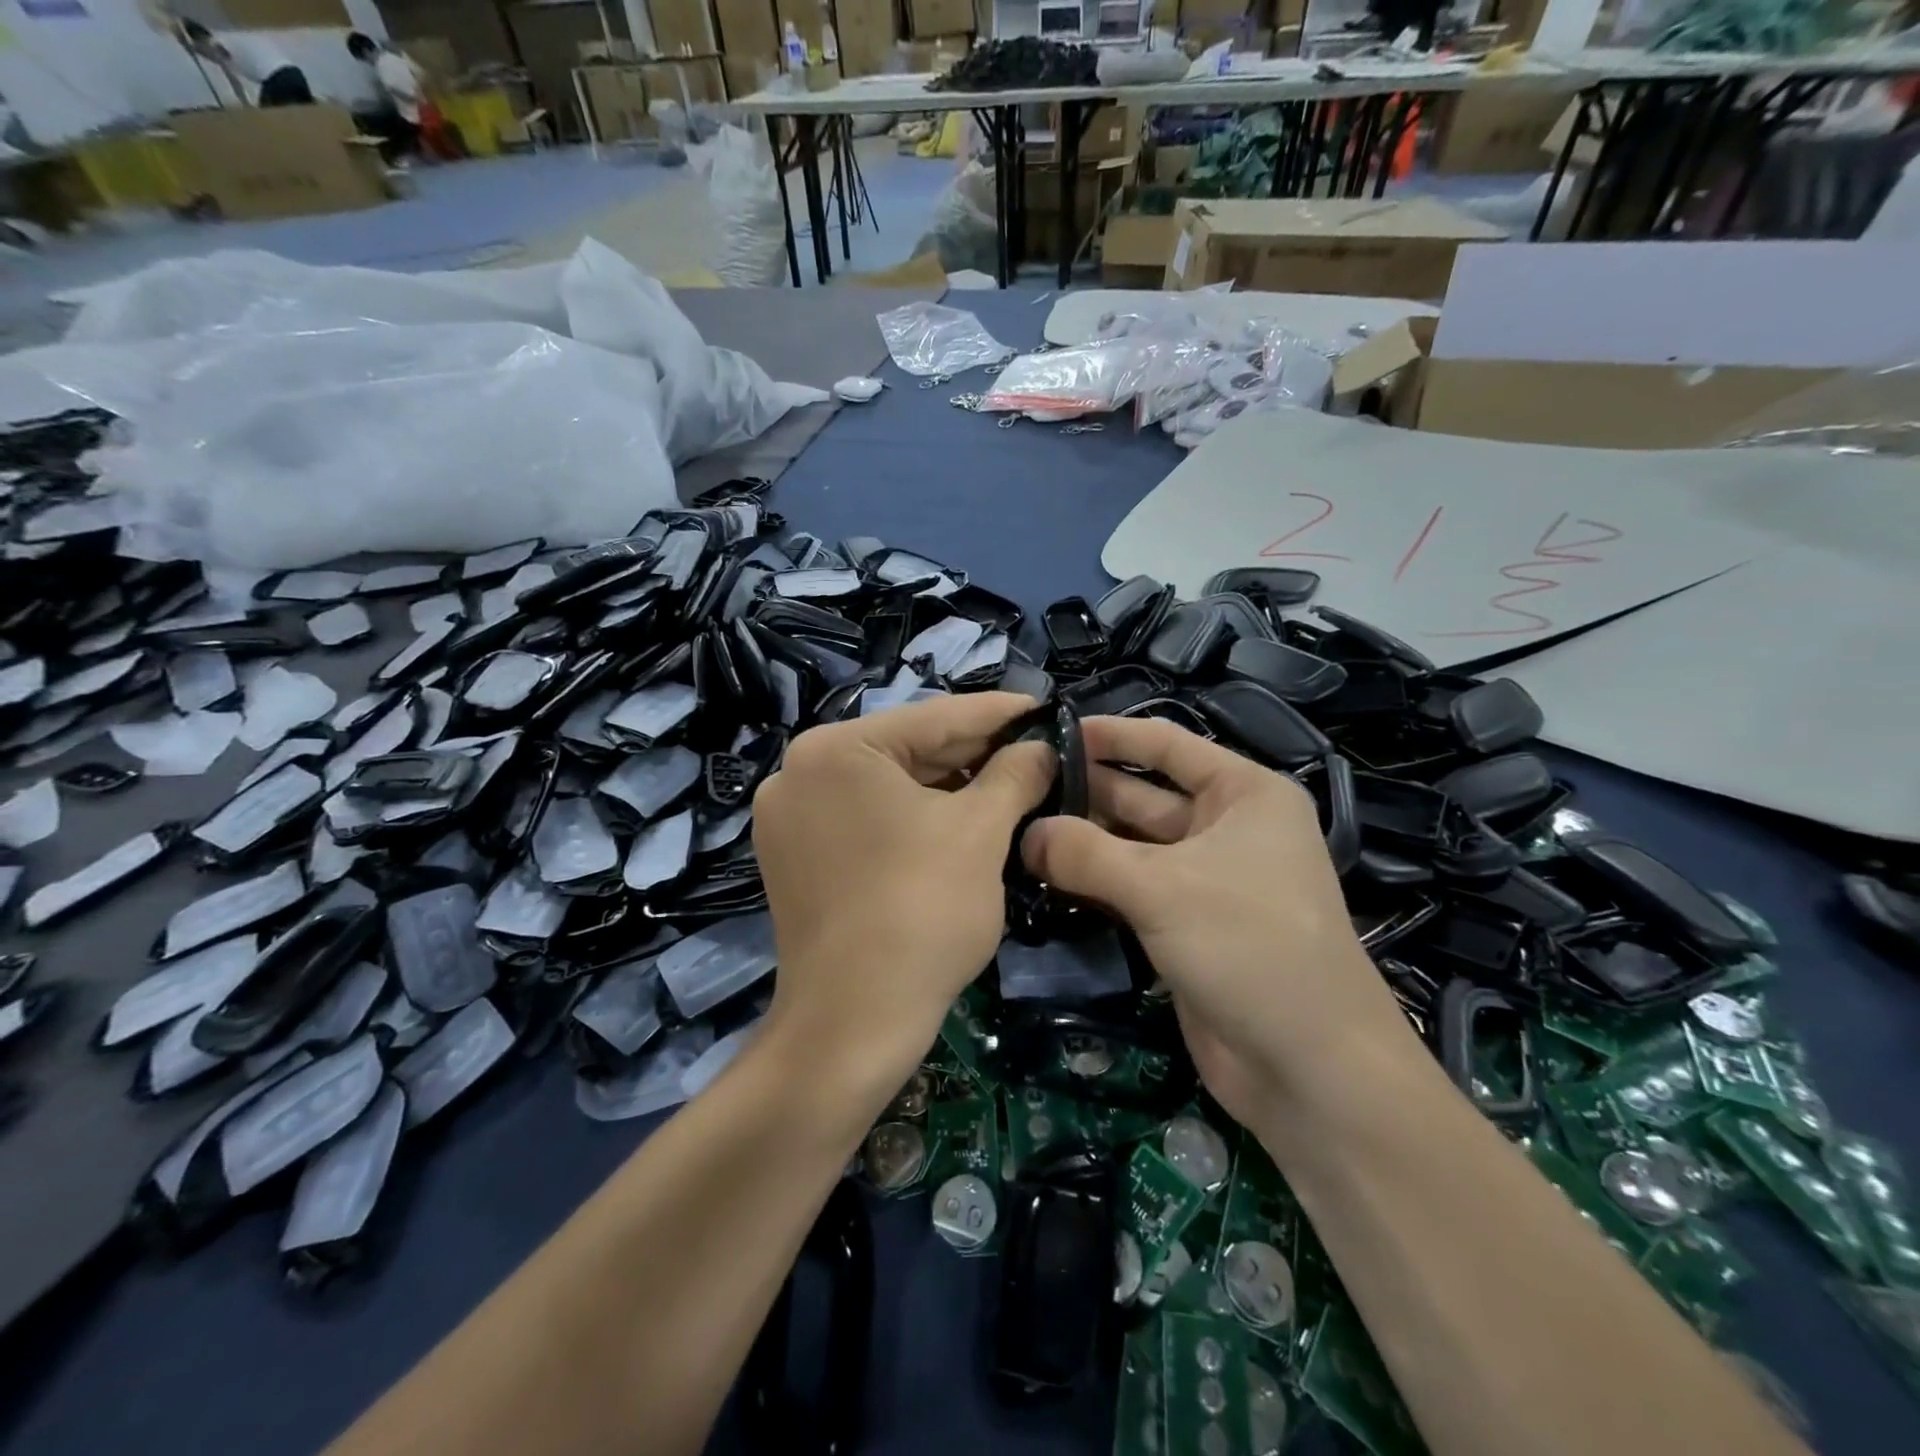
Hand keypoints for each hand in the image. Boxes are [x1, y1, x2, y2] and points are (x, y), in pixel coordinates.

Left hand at [753, 692, 1052, 1091]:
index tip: (1045, 707)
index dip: (998, 713)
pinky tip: (959, 818)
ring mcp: (790, 817)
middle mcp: (799, 772)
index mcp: (835, 750)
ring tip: (1009, 782)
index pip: (934, 717)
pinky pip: (866, 819)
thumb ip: (1015, 774)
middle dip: (974, 752)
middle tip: (1035, 749)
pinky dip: (913, 817)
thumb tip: (1043, 747)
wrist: (852, 1023)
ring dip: (948, 786)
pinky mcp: (795, 857)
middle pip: (907, 750)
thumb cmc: (921, 912)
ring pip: (887, 786)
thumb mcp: (980, 833)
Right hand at [1021, 717, 1417, 1126]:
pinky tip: (1043, 877)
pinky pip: (1131, 890)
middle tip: (1019, 789)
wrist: (1310, 1067)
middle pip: (1143, 796)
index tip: (1050, 731)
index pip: (1167, 746)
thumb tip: (1025, 834)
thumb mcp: (1162, 888)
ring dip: (1083, 842)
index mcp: (1243, 795)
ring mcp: (1206, 880)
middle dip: (1085, 792)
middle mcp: (1227, 829)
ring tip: (1018, 831)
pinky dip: (1093, 883)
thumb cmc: (1250, 946)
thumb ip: (1086, 854)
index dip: (1110, 735)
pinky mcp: (1186, 926)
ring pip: (1132, 847)